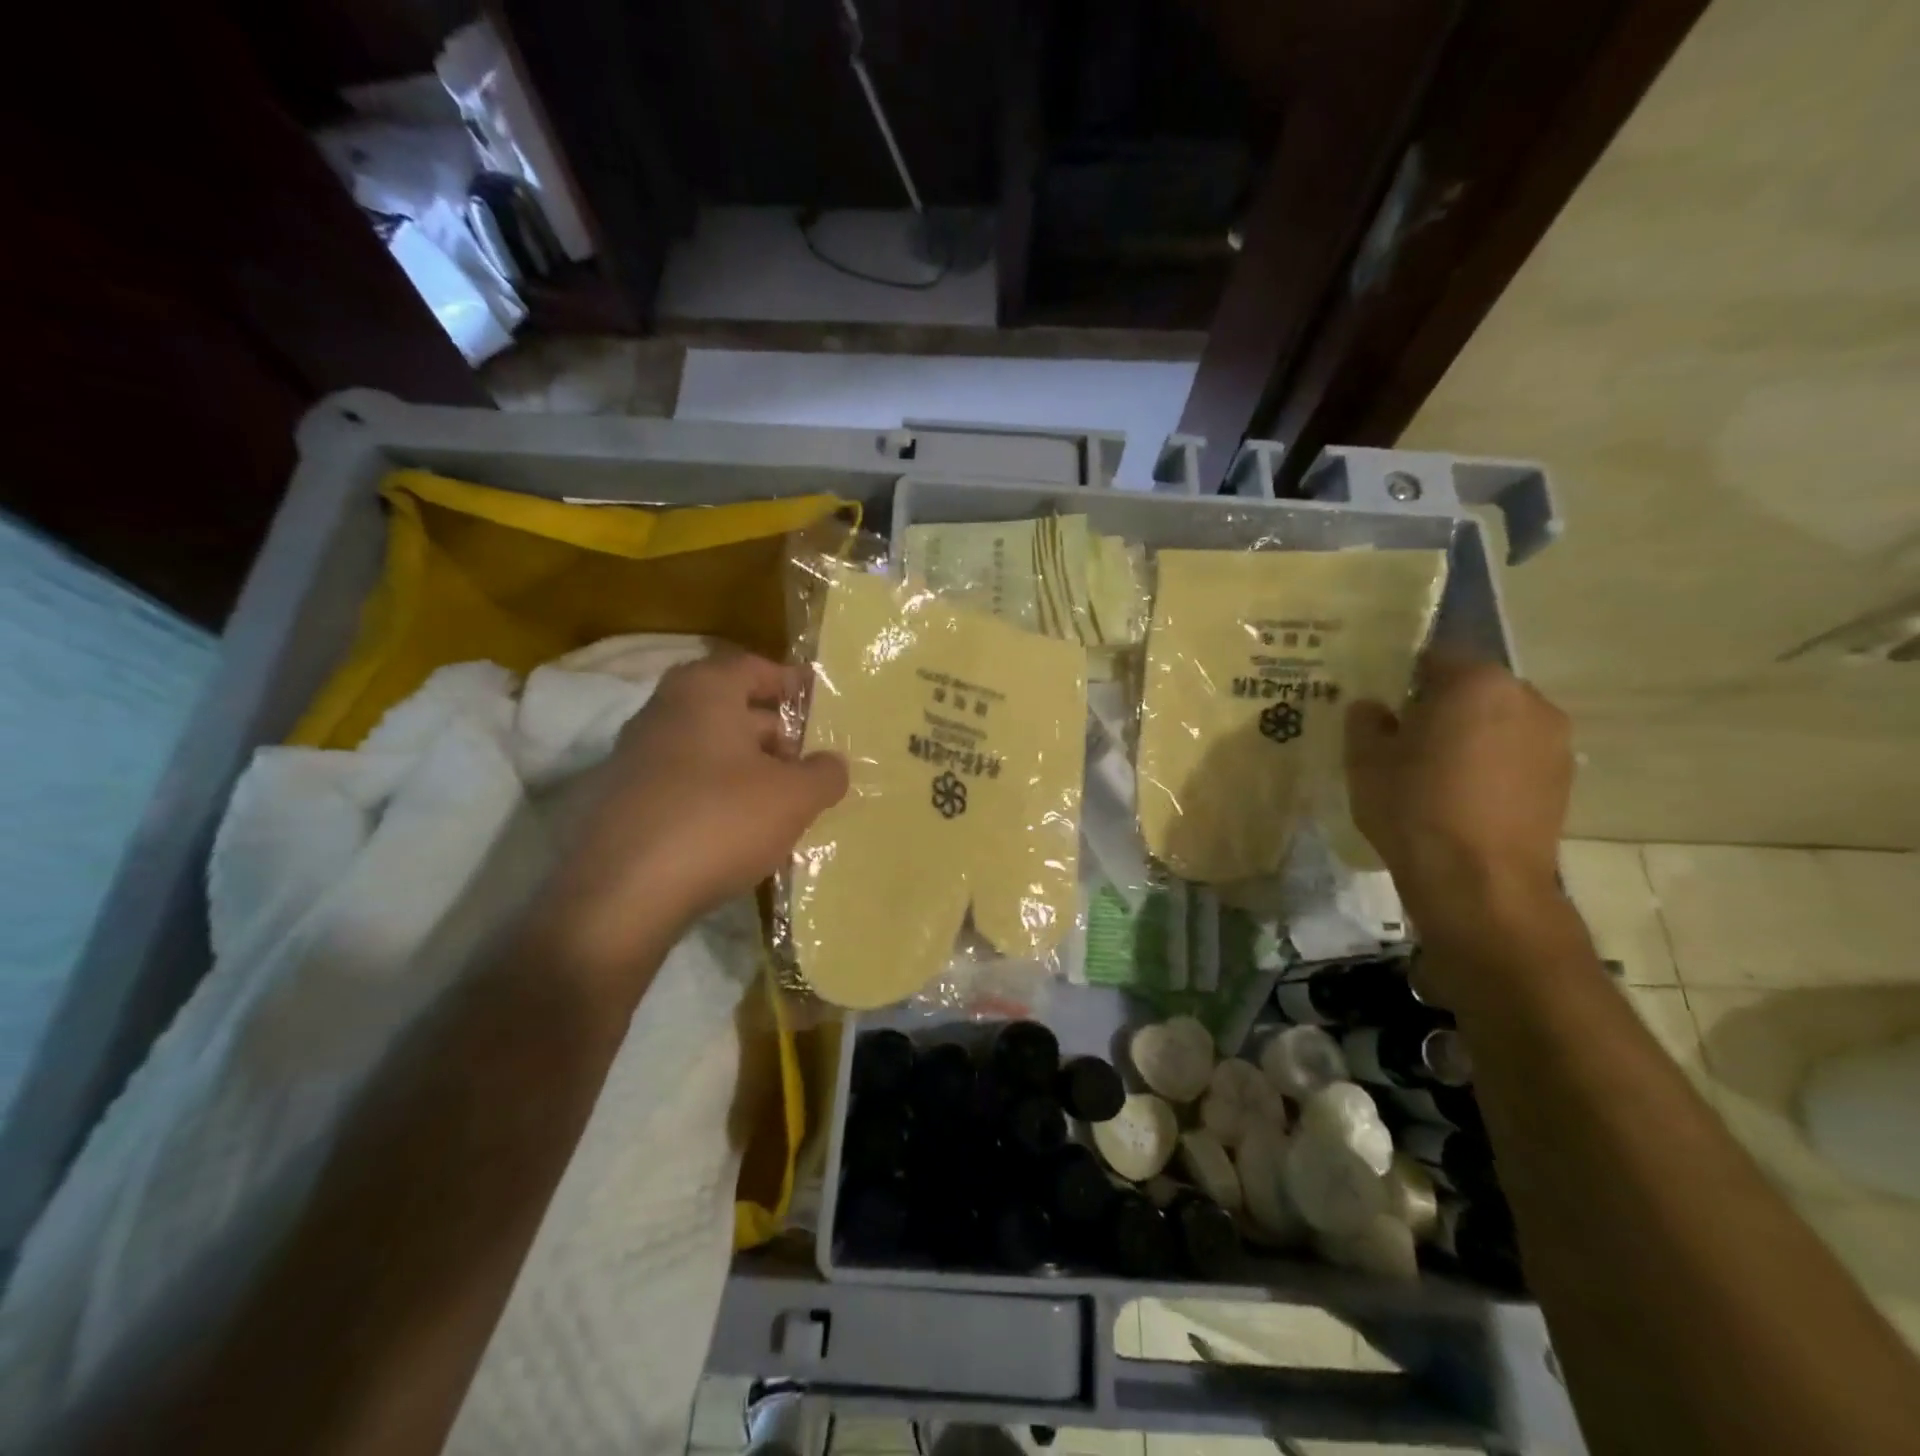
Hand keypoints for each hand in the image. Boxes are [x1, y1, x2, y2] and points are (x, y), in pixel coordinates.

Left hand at [543, 652, 848, 965]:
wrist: (624, 894)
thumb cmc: (719, 821)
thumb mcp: (793, 797)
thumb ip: (824, 773)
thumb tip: (832, 764)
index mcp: (704, 691)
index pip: (754, 667)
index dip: (790, 683)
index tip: (819, 703)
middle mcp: (663, 712)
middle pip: (731, 709)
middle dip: (775, 733)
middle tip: (809, 762)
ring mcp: (636, 757)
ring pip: (709, 749)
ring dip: (748, 768)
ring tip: (784, 801)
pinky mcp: (624, 801)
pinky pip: (685, 784)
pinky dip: (718, 795)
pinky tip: (742, 830)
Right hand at [1345, 651, 1571, 940]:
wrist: (1479, 882)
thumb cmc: (1414, 807)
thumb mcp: (1365, 760)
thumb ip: (1365, 720)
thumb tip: (1374, 707)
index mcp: (1475, 682)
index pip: (1434, 657)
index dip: (1402, 676)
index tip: (1381, 702)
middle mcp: (1526, 698)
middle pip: (1472, 687)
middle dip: (1440, 704)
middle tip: (1404, 735)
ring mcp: (1554, 739)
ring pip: (1498, 720)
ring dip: (1469, 733)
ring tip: (1435, 768)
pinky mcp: (1564, 779)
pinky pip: (1517, 753)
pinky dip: (1492, 762)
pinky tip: (1464, 794)